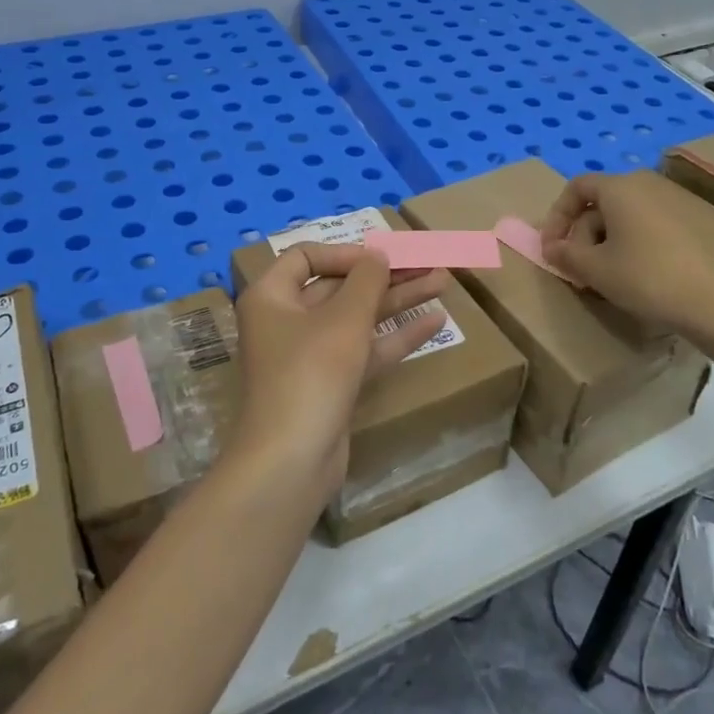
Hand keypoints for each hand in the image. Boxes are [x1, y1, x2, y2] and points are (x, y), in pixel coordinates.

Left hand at [231, 243, 447, 493]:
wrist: (290, 461)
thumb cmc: (311, 373)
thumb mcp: (344, 318)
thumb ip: (366, 280)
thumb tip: (378, 255)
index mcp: (271, 297)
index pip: (306, 257)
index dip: (346, 253)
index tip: (382, 257)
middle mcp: (285, 321)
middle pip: (338, 287)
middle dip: (384, 276)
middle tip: (428, 264)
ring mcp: (308, 356)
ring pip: (356, 318)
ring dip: (396, 301)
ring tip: (442, 282)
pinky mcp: (330, 385)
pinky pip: (363, 350)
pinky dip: (394, 336)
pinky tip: (435, 322)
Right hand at [540, 170, 713, 343]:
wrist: (708, 302)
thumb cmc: (642, 277)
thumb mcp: (593, 268)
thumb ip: (564, 254)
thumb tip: (551, 248)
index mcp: (618, 188)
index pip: (576, 187)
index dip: (556, 216)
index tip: (550, 247)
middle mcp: (642, 188)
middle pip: (596, 204)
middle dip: (578, 235)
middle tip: (573, 269)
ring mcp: (665, 206)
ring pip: (618, 219)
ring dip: (599, 244)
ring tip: (597, 277)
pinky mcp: (681, 227)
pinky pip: (639, 228)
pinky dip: (623, 246)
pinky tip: (625, 276)